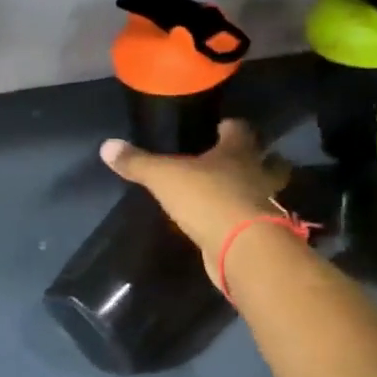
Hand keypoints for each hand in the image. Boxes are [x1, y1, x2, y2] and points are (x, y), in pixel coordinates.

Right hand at [99, 119, 290, 283]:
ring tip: (233, 194)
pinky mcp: (262, 235)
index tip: (219, 127)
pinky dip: (245, 220)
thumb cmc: (208, 199)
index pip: (240, 129)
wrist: (242, 249)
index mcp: (239, 151)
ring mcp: (264, 205)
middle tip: (235, 161)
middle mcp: (258, 174)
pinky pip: (255, 220)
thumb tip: (107, 145)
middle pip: (269, 160)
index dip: (230, 127)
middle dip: (258, 159)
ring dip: (255, 191)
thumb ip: (139, 162)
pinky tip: (228, 224)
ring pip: (267, 192)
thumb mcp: (165, 177)